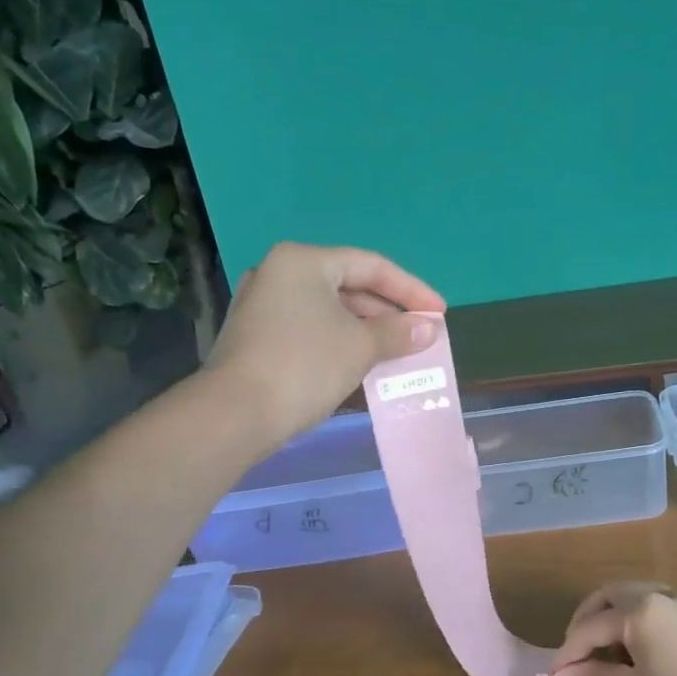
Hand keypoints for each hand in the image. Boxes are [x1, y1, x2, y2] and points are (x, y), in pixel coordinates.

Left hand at [204, 242, 445, 447]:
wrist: (236, 413)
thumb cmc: (304, 366)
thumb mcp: (360, 346)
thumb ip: (398, 333)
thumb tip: (428, 329)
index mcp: (303, 261)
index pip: (370, 266)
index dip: (411, 290)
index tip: (440, 314)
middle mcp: (279, 273)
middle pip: (348, 285)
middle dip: (388, 312)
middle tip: (420, 335)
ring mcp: (263, 305)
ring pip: (329, 310)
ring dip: (366, 330)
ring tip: (398, 352)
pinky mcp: (257, 336)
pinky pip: (311, 329)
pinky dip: (340, 342)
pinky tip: (362, 364)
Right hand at [550, 582, 676, 675]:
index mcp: (640, 610)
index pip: (590, 626)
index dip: (568, 652)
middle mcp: (661, 596)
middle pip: (611, 594)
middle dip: (587, 619)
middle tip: (575, 652)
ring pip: (636, 594)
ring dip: (613, 614)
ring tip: (604, 651)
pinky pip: (657, 603)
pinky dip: (636, 617)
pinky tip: (637, 650)